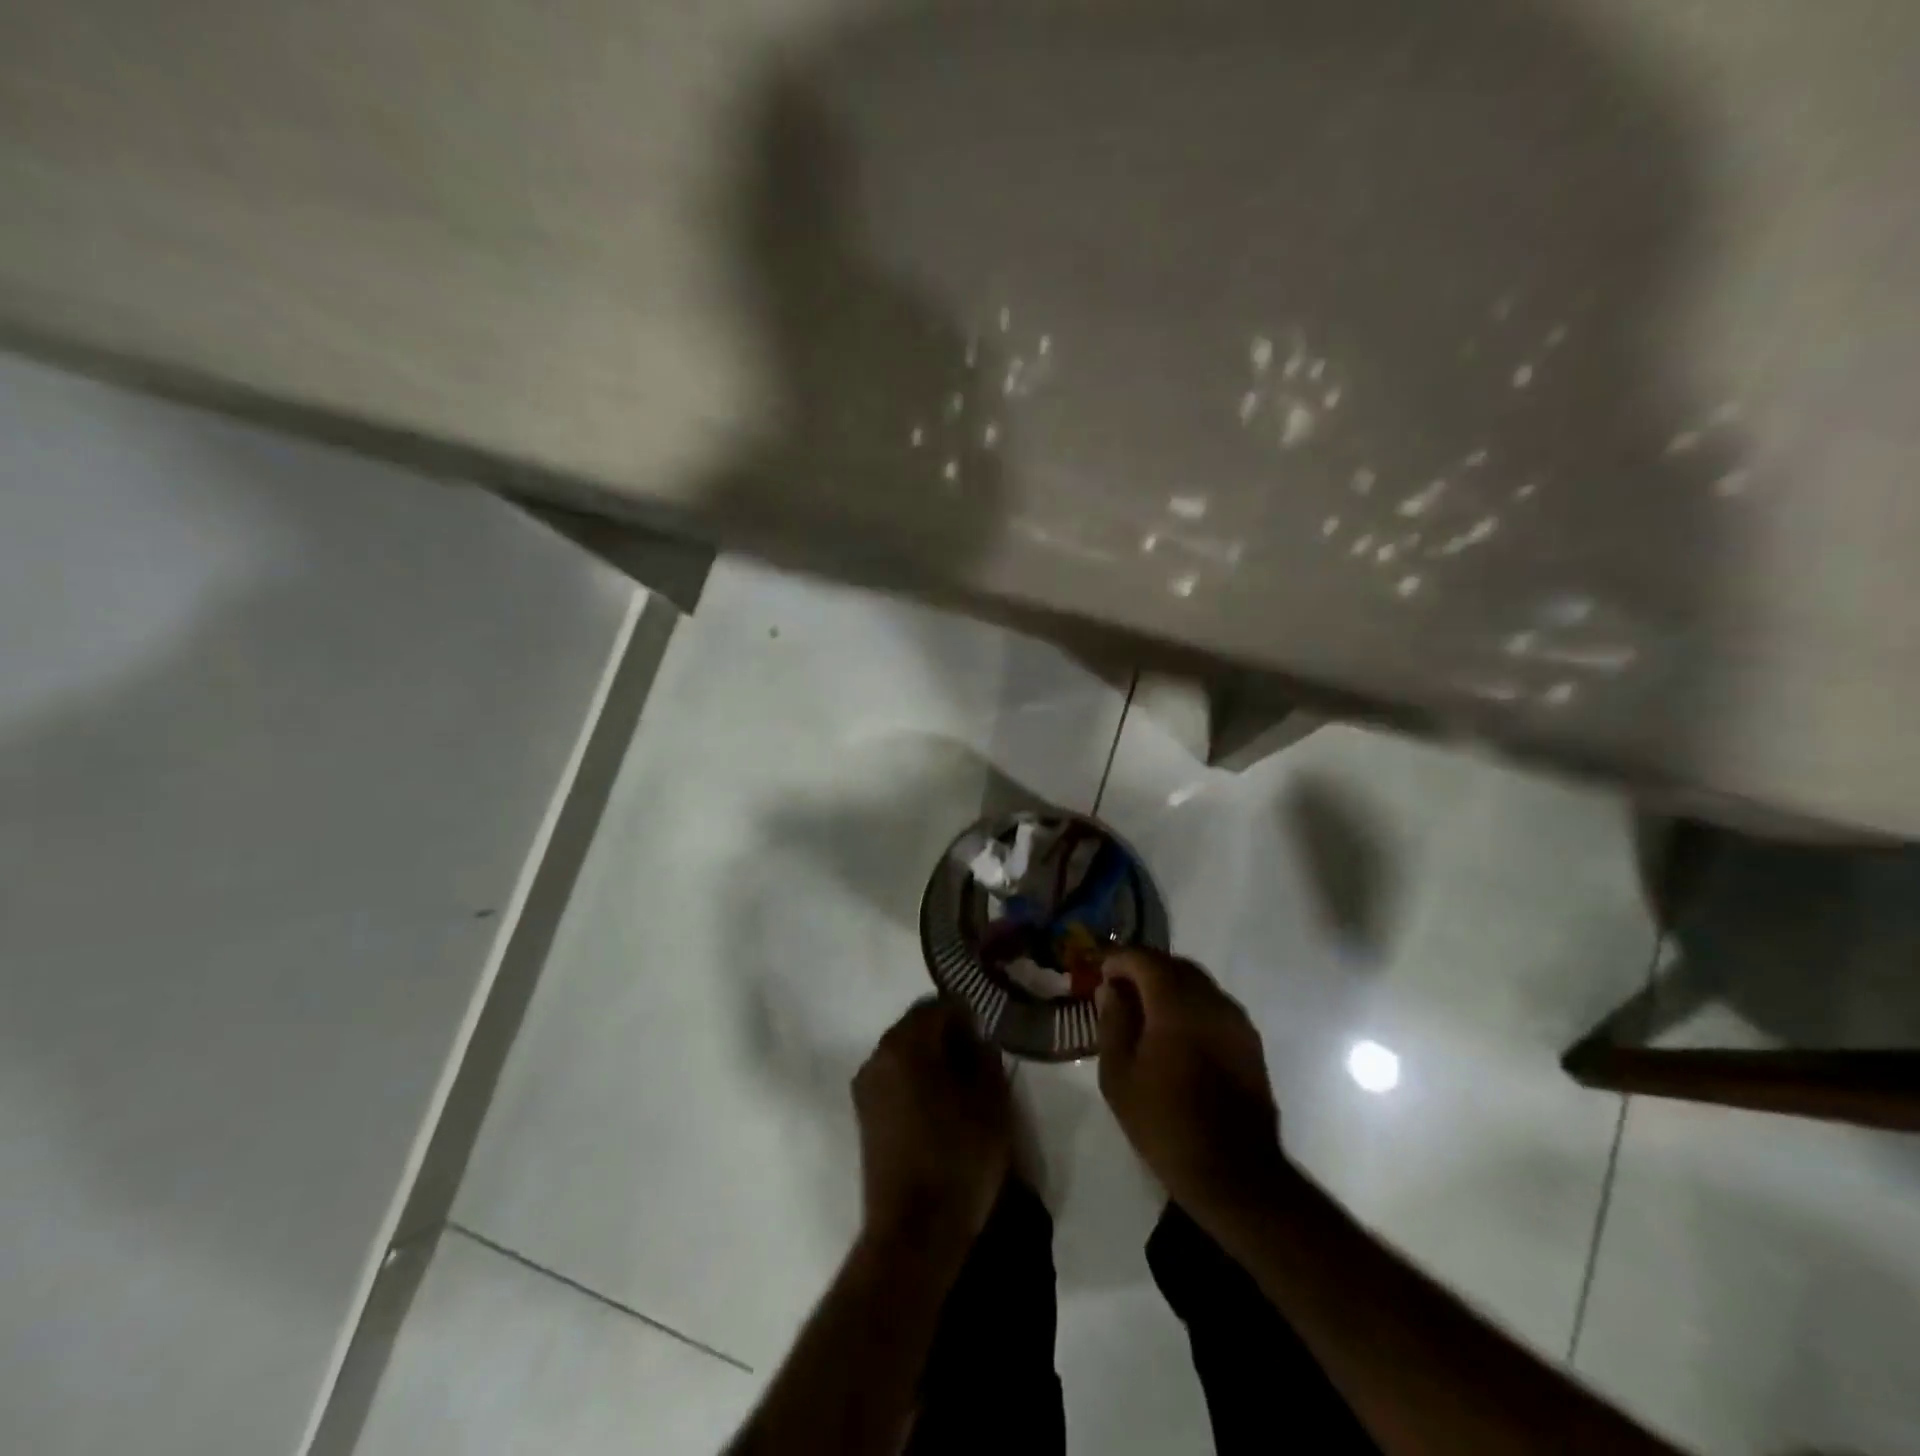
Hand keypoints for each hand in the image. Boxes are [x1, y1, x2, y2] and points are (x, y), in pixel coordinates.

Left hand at [852, 998, 1011, 1255]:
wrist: (913, 1234)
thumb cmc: (958, 1159)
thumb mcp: (991, 1103)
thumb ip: (985, 1058)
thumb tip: (976, 1039)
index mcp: (906, 1044)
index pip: (938, 1006)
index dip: (967, 1015)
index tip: (988, 1036)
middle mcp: (878, 1056)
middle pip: (917, 1026)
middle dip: (948, 1034)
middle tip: (980, 1060)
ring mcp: (866, 1086)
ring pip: (904, 1052)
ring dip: (931, 1058)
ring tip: (963, 1087)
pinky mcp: (864, 1116)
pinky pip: (894, 1078)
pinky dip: (916, 1080)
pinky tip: (940, 1108)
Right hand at [1096, 949, 1284, 1215]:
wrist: (1235, 1173)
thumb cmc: (1165, 1123)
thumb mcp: (1119, 1075)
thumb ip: (1112, 1022)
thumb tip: (1111, 989)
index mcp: (1176, 1003)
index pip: (1144, 958)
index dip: (1119, 959)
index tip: (1102, 973)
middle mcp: (1211, 1000)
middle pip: (1174, 965)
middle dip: (1145, 969)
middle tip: (1121, 989)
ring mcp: (1236, 1020)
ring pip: (1198, 984)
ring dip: (1170, 986)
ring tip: (1147, 1012)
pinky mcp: (1250, 1042)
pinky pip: (1214, 1006)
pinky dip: (1191, 1006)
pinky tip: (1177, 1033)